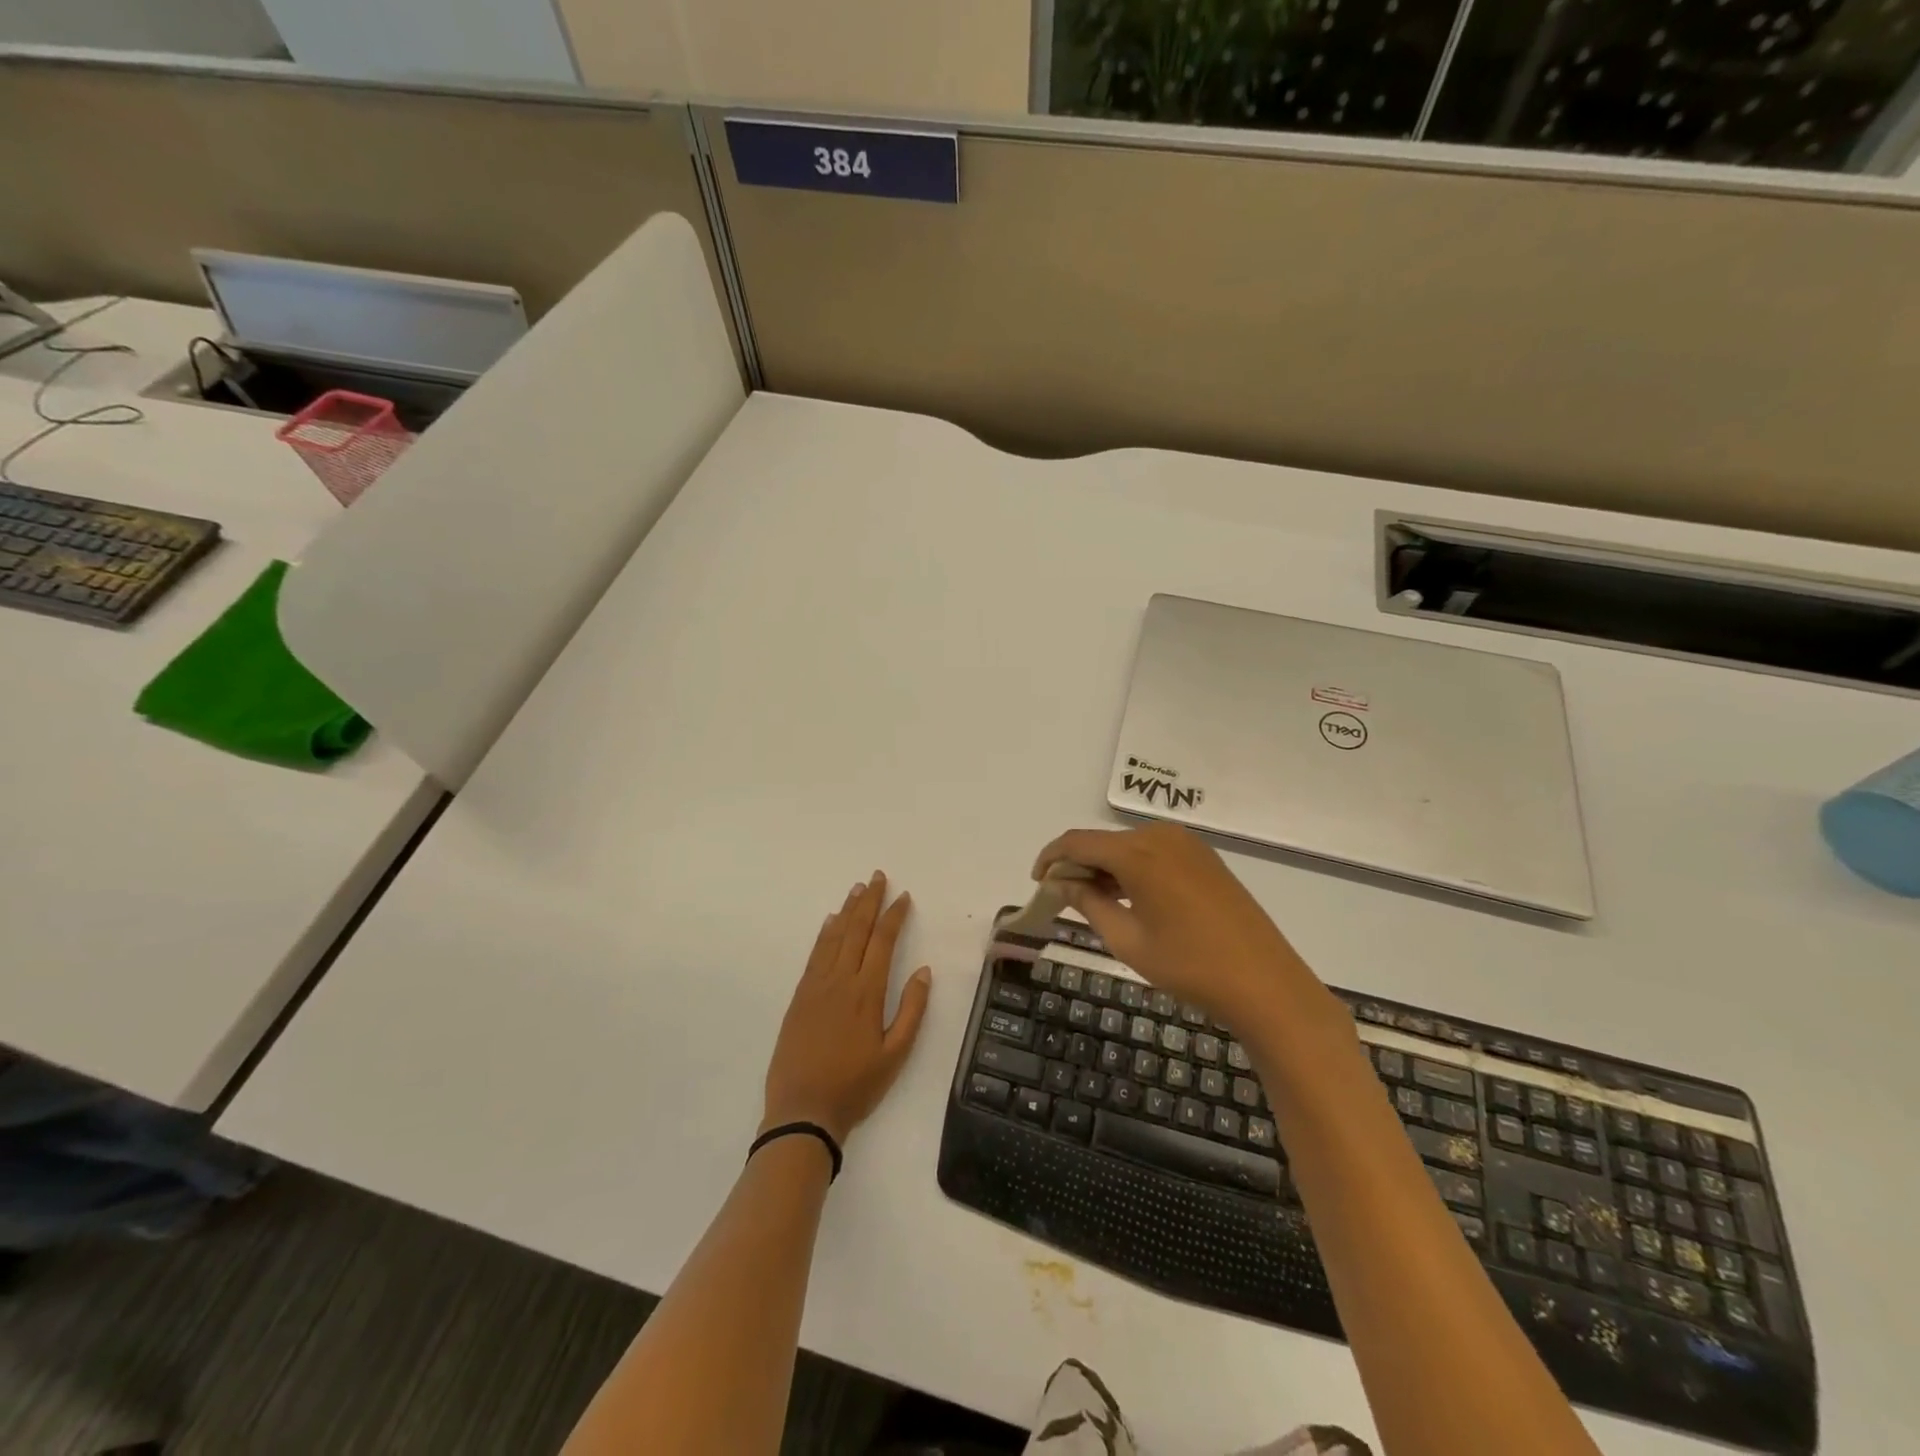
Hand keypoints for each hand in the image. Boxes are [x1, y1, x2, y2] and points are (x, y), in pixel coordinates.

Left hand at [762, 871, 932, 1146]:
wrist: (802, 1111)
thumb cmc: (855, 1086)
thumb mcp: (895, 1054)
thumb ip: (912, 1010)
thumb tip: (923, 970)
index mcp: (866, 993)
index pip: (882, 942)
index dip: (894, 916)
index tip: (904, 896)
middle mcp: (840, 981)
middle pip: (857, 931)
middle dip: (870, 902)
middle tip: (878, 877)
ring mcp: (816, 987)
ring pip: (834, 938)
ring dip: (848, 910)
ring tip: (858, 889)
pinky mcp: (799, 997)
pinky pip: (814, 955)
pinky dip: (824, 934)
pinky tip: (830, 922)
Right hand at [1032, 824, 1333, 1030]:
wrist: (1265, 982)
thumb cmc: (1188, 965)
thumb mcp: (1127, 939)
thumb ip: (1088, 903)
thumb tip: (1062, 882)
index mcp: (1138, 852)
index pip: (1077, 842)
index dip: (1051, 858)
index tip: (1038, 882)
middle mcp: (1160, 836)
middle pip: (1103, 842)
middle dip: (1078, 865)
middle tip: (1063, 899)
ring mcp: (1187, 844)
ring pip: (1129, 847)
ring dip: (1106, 867)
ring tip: (1094, 902)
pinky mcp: (1205, 858)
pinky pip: (1154, 853)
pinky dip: (1133, 869)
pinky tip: (1131, 898)